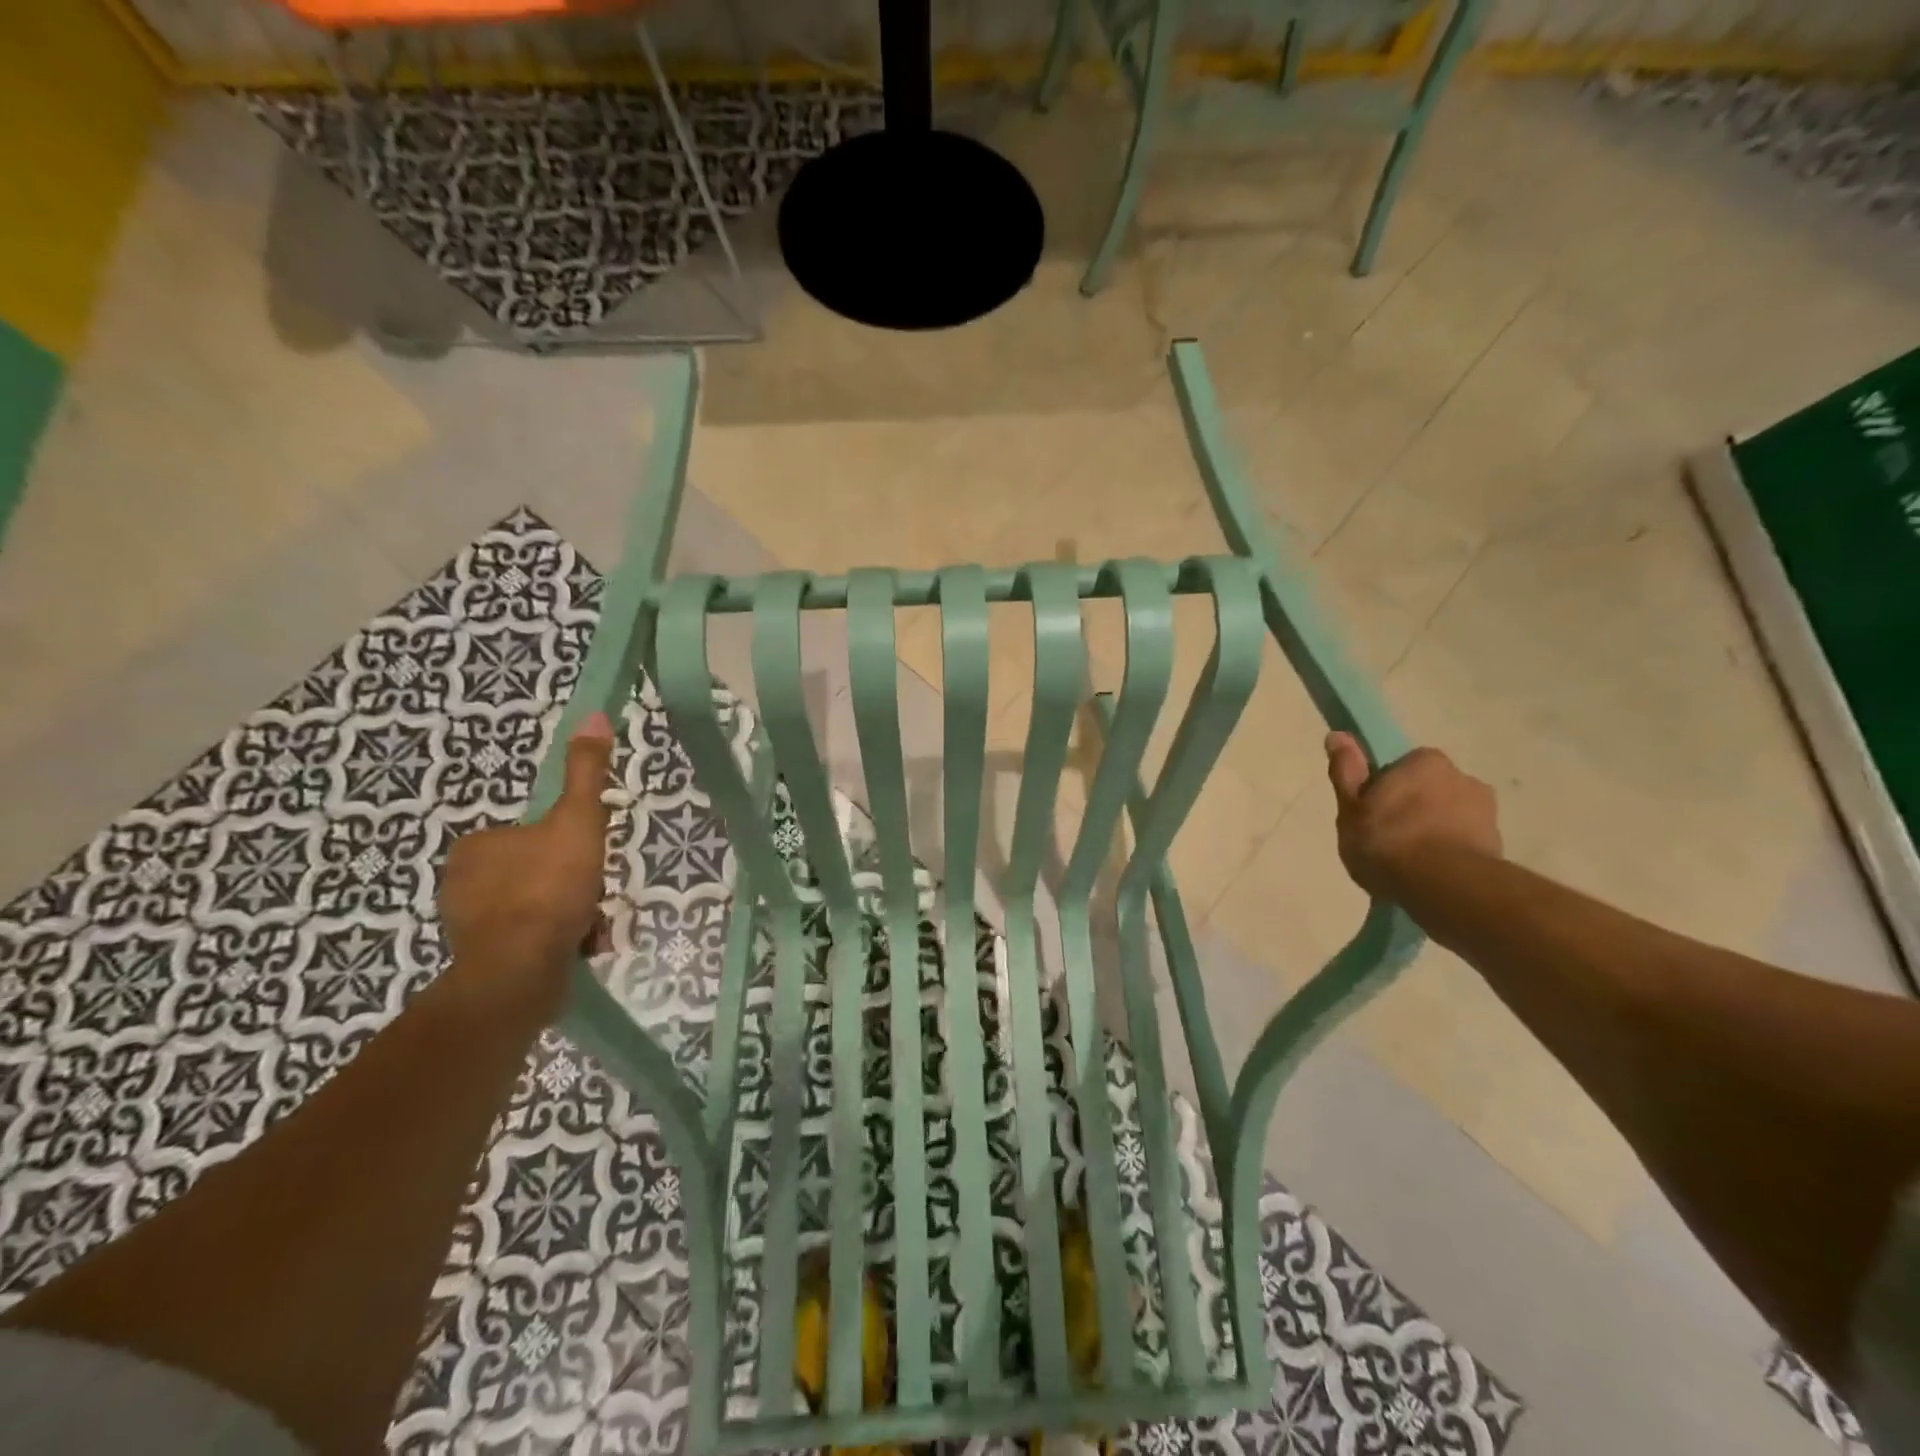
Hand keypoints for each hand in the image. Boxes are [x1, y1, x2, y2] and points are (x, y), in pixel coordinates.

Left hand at [438, 712, 615, 1019]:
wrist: (518, 971)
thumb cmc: (548, 888)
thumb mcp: (578, 820)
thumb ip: (587, 773)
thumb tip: (595, 716)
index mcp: (478, 844)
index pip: (536, 835)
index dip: (571, 847)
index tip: (590, 863)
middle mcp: (462, 880)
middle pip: (538, 870)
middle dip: (572, 884)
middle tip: (593, 897)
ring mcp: (468, 923)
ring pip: (536, 906)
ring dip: (569, 914)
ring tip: (590, 928)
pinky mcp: (479, 959)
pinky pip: (529, 939)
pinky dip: (555, 941)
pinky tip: (576, 948)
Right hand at [1325, 732, 1500, 899]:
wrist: (1444, 887)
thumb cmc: (1388, 841)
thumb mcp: (1351, 807)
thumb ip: (1346, 771)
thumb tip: (1338, 735)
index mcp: (1425, 761)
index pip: (1400, 768)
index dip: (1383, 791)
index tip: (1371, 814)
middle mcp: (1462, 777)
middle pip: (1427, 791)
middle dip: (1412, 810)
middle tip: (1386, 841)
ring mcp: (1486, 813)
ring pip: (1448, 817)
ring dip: (1433, 833)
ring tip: (1409, 866)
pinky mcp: (1498, 846)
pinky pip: (1464, 844)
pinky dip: (1449, 854)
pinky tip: (1431, 877)